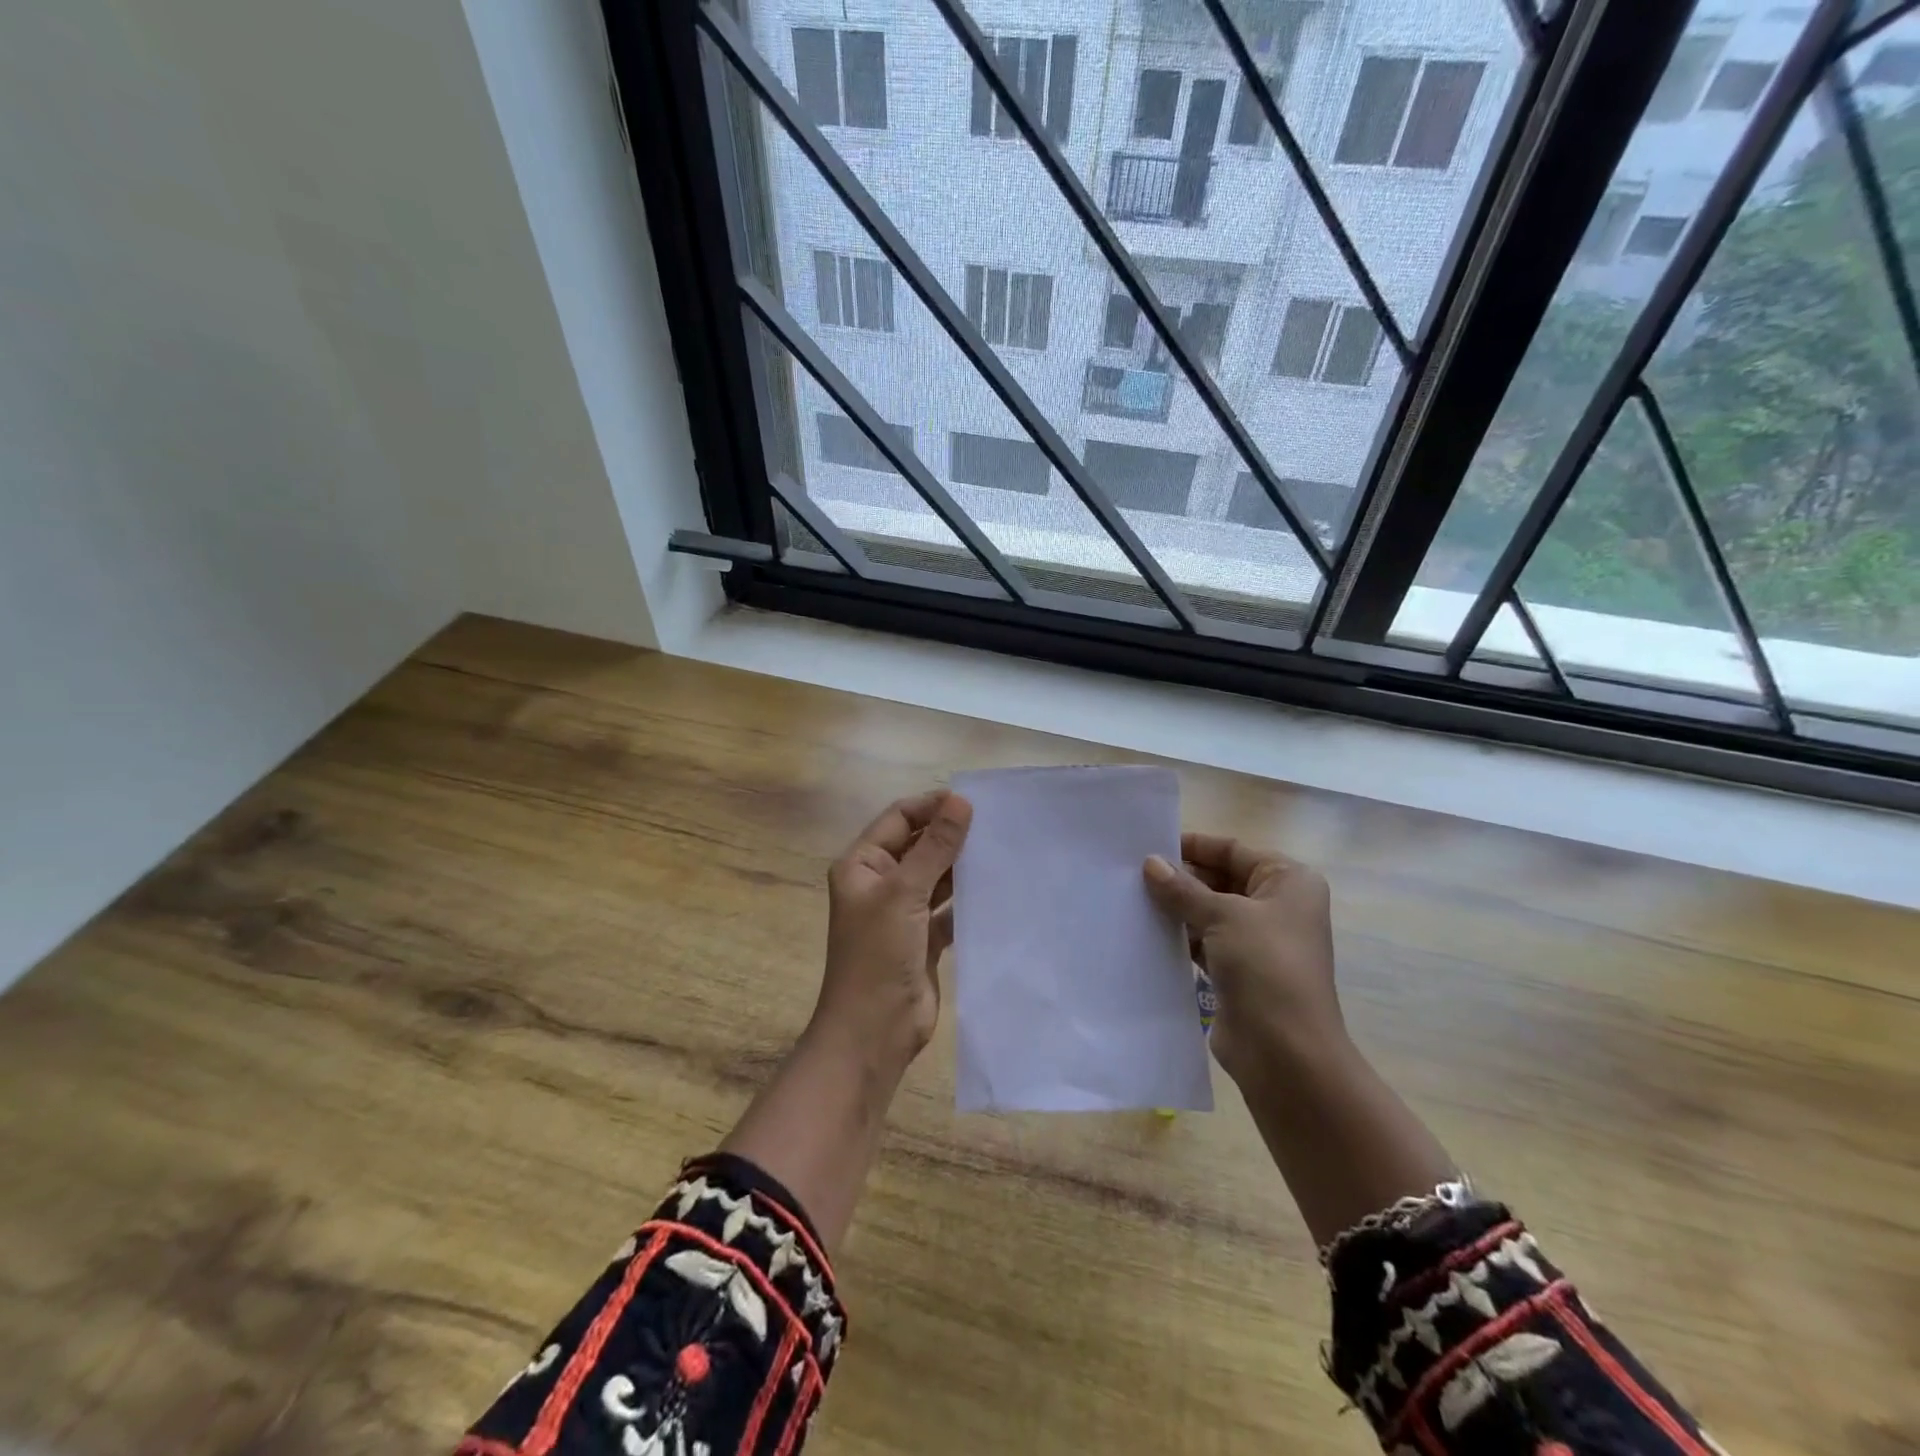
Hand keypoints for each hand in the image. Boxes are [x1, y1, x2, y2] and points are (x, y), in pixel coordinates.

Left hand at [814, 789, 972, 1072]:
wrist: (873, 1033)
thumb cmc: (878, 955)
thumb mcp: (904, 893)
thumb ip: (935, 847)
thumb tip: (960, 800)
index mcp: (862, 865)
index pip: (899, 819)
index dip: (932, 807)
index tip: (973, 802)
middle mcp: (880, 883)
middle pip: (919, 846)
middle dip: (951, 835)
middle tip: (996, 825)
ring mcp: (902, 912)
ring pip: (936, 877)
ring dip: (962, 866)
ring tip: (1002, 850)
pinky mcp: (923, 938)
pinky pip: (948, 908)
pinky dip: (968, 899)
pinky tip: (997, 889)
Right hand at [1143, 833, 1344, 1087]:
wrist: (1286, 1053)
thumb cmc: (1266, 967)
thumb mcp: (1223, 916)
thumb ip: (1183, 889)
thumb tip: (1150, 863)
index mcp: (1288, 881)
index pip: (1233, 850)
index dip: (1194, 846)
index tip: (1150, 846)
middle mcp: (1276, 906)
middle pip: (1220, 879)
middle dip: (1181, 877)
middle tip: (1132, 874)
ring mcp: (1257, 941)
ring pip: (1208, 911)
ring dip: (1176, 907)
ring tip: (1131, 899)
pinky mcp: (1237, 971)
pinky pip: (1202, 941)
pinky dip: (1179, 936)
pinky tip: (1146, 931)